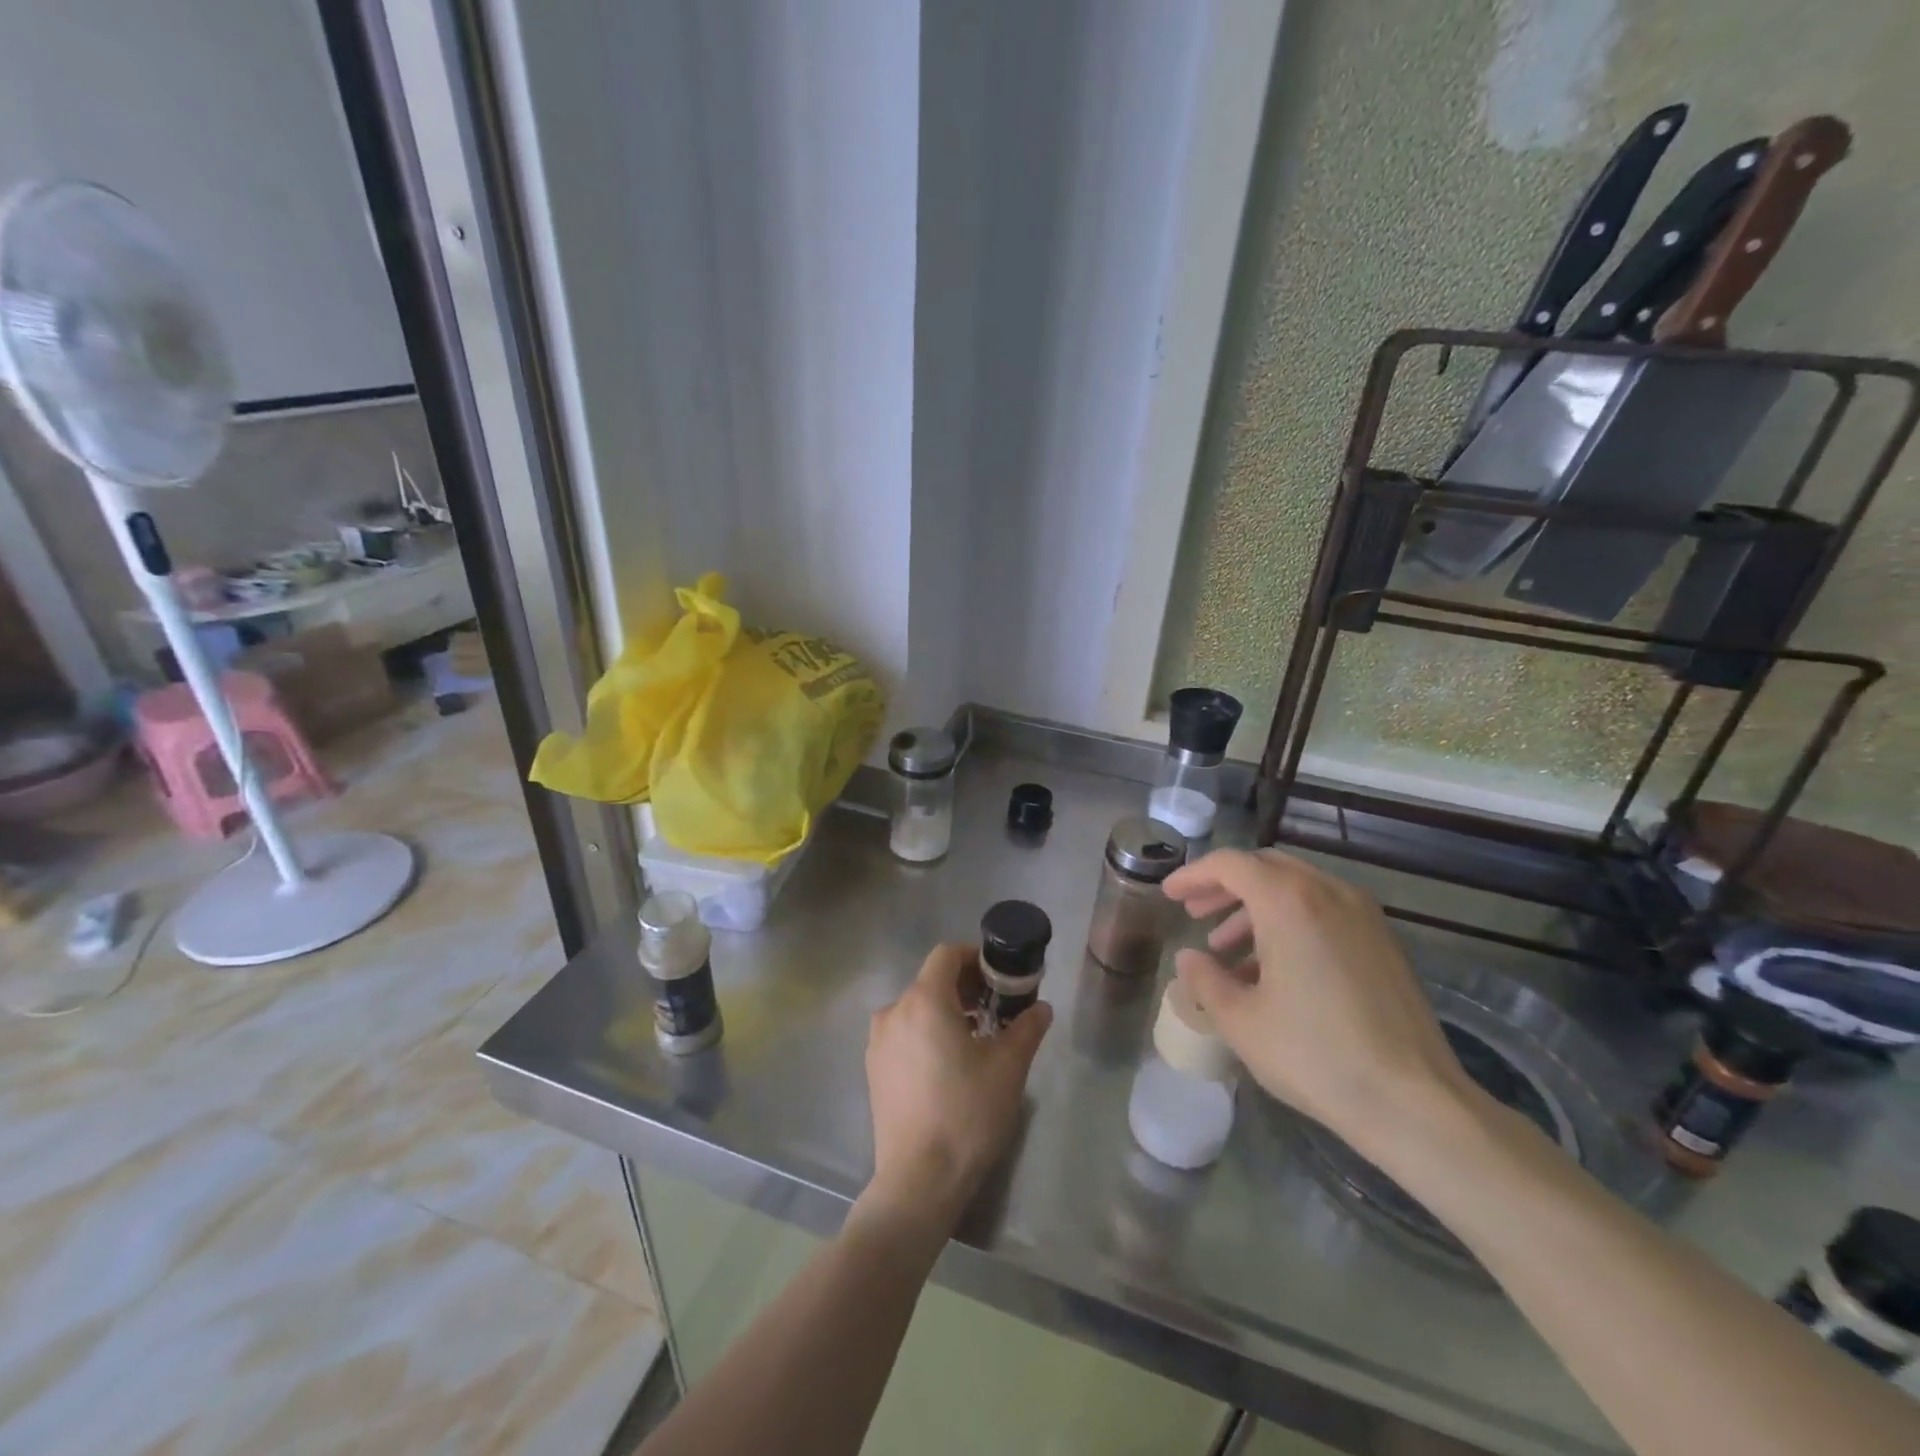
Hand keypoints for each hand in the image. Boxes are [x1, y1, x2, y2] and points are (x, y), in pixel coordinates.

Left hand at [863, 943, 1051, 1232]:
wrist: (919, 1179)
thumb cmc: (967, 1113)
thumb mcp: (1009, 1067)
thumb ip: (1027, 1027)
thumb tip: (1041, 1007)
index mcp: (924, 1000)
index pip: (947, 954)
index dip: (975, 958)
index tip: (999, 978)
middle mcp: (894, 1011)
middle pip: (931, 980)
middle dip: (965, 987)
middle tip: (996, 1010)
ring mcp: (878, 1041)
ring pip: (916, 1008)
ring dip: (946, 1011)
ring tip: (976, 1039)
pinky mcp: (873, 1069)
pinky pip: (903, 1033)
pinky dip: (926, 1033)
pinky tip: (948, 1065)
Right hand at [1161, 848, 1469, 1154]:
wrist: (1414, 1102)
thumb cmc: (1315, 1055)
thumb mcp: (1241, 1020)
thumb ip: (1205, 979)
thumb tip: (1189, 958)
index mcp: (1288, 901)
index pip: (1230, 864)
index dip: (1193, 875)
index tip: (1169, 894)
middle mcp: (1328, 893)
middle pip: (1265, 868)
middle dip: (1225, 886)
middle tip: (1196, 913)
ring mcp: (1363, 915)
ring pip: (1296, 888)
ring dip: (1256, 907)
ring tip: (1227, 949)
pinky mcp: (1383, 942)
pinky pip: (1324, 911)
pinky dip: (1290, 921)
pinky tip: (1273, 969)